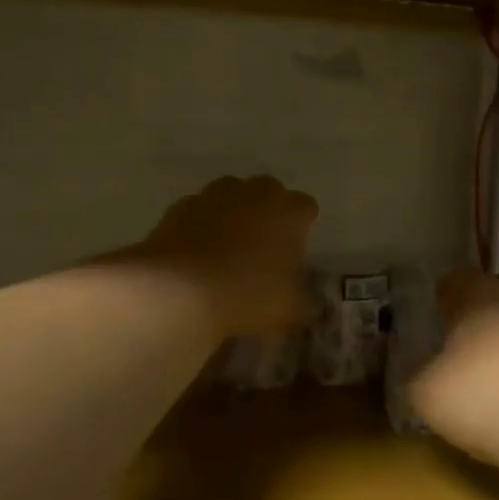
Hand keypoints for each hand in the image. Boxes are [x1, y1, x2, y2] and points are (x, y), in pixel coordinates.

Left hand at [123, 176, 318, 337]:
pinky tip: (197, 251)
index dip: (302, 226)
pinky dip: (200, 224)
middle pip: (268, 190)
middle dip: (268, 210)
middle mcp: (254, 193)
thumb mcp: (290, 309)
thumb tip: (319, 306)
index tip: (295, 249)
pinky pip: (198, 210)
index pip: (305, 207)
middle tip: (263, 244)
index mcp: (288, 211)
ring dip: (233, 212)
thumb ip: (309, 304)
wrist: (180, 289)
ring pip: (230, 194)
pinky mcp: (180, 207)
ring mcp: (214, 196)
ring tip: (228, 245)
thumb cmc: (249, 293)